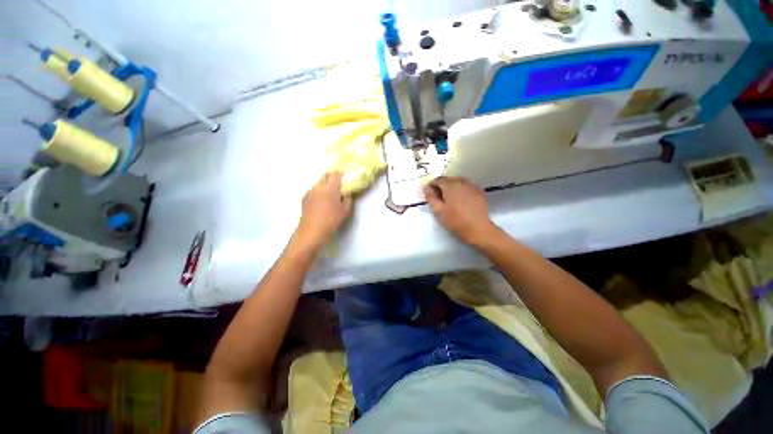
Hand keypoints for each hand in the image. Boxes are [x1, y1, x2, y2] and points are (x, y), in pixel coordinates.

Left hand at [294, 173, 352, 250]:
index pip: (336, 174)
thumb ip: (348, 199)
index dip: (340, 174)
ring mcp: (310, 191)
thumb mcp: (345, 211)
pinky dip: (318, 191)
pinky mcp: (304, 197)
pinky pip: (313, 190)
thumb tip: (346, 194)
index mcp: (330, 188)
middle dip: (332, 177)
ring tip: (329, 194)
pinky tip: (321, 201)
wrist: (312, 230)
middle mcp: (319, 186)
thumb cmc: (332, 220)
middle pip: (325, 175)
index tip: (344, 176)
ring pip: (319, 183)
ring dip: (324, 185)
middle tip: (337, 184)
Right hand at [423, 177, 498, 246]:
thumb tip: (426, 187)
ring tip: (450, 200)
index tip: (430, 195)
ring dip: (452, 188)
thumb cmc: (455, 221)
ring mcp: (472, 186)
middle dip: (442, 186)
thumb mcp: (438, 211)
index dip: (431, 186)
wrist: (478, 229)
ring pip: (458, 182)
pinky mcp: (479, 192)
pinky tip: (461, 201)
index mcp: (450, 185)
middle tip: (439, 199)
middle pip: (448, 180)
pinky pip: (466, 187)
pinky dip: (461, 191)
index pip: (437, 179)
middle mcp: (461, 182)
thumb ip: (430, 197)